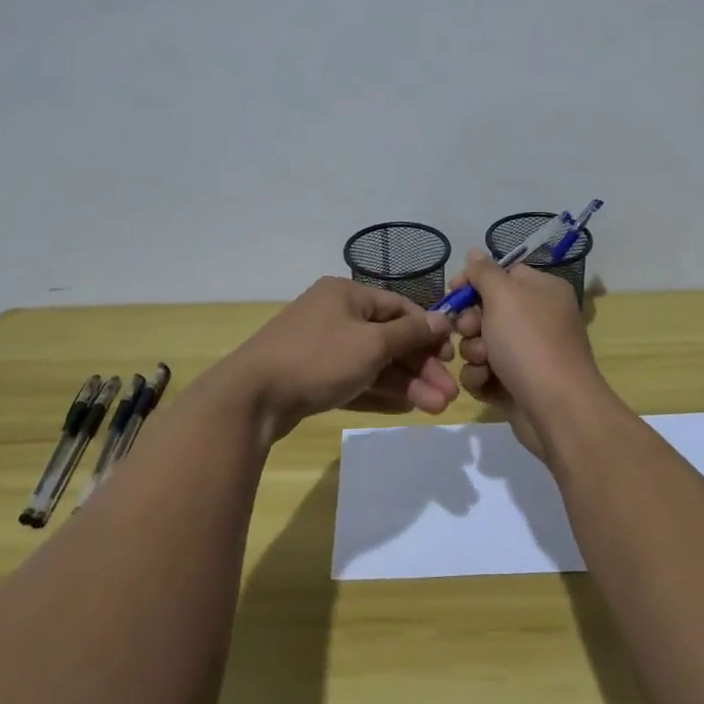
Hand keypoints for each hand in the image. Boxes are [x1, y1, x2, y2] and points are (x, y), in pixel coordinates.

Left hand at [219, 277, 458, 443]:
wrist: (252, 397)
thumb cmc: (319, 358)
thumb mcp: (372, 344)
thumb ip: (410, 333)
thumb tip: (442, 319)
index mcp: (346, 294)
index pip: (398, 307)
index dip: (427, 331)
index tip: (450, 357)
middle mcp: (334, 315)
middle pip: (388, 338)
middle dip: (420, 366)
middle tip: (448, 395)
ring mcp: (321, 347)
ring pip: (373, 363)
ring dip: (405, 384)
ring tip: (435, 408)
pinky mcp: (311, 377)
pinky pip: (354, 380)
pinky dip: (379, 392)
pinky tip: (406, 408)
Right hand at [451, 249, 602, 457]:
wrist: (557, 409)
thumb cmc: (530, 343)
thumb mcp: (504, 295)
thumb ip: (484, 272)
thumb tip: (475, 253)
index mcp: (542, 291)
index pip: (503, 274)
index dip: (475, 281)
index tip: (453, 291)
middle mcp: (538, 318)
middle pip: (487, 310)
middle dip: (470, 321)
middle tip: (470, 330)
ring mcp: (527, 354)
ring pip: (481, 343)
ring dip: (473, 351)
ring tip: (483, 362)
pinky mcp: (516, 384)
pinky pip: (485, 372)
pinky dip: (481, 377)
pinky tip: (486, 383)